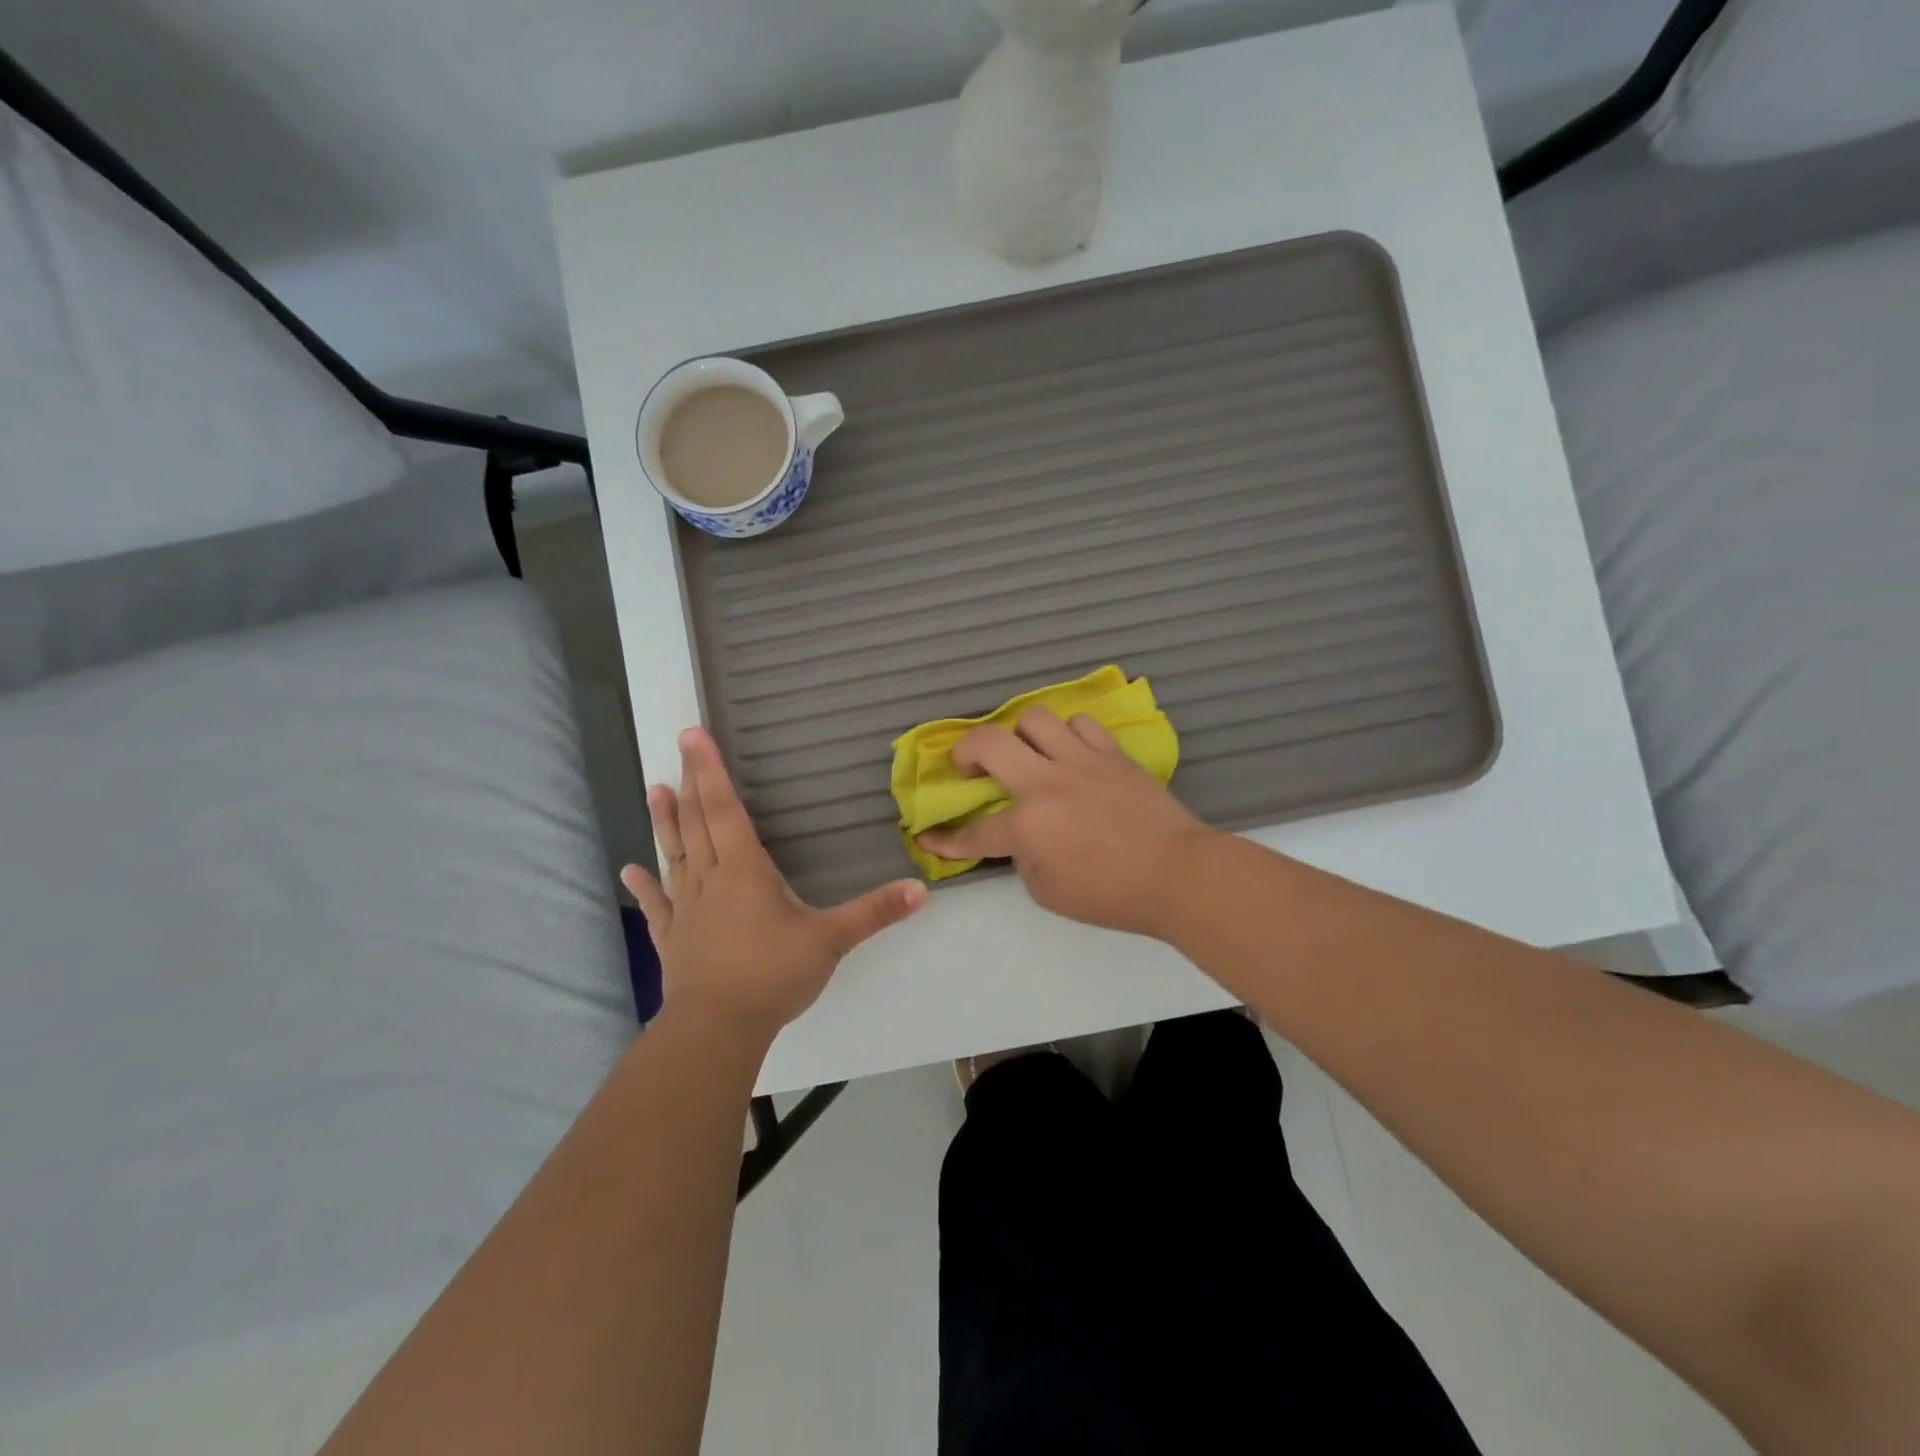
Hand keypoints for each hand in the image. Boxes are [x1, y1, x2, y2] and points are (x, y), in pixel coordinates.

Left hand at [621, 728, 926, 1039]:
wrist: (718, 1028)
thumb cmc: (773, 974)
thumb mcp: (832, 940)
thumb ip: (875, 912)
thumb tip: (922, 890)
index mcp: (745, 870)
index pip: (725, 809)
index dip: (711, 772)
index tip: (693, 736)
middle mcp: (711, 879)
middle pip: (697, 823)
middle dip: (689, 782)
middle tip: (678, 747)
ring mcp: (687, 909)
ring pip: (674, 855)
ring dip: (665, 823)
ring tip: (653, 790)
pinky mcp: (673, 938)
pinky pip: (657, 905)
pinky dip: (644, 886)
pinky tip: (628, 870)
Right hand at [915, 708, 1215, 938]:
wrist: (1178, 873)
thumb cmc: (1112, 895)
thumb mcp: (1050, 892)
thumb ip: (1024, 860)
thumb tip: (1021, 838)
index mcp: (1027, 825)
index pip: (973, 832)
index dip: (945, 839)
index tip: (928, 836)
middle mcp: (1046, 783)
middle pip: (989, 743)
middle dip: (965, 751)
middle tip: (969, 766)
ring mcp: (1081, 761)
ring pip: (1035, 718)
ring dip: (1021, 735)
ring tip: (1027, 754)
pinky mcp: (1112, 754)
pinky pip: (1081, 724)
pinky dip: (1068, 735)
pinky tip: (1072, 754)